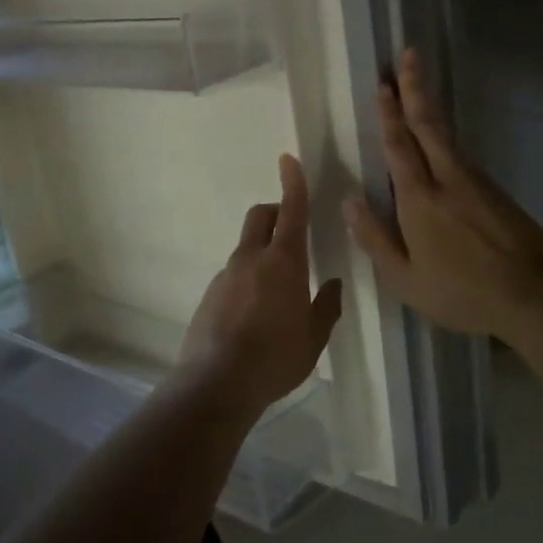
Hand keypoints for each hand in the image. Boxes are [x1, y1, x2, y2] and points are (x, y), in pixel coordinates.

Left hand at [179, 154, 343, 414]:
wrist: (216, 383)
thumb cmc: (275, 358)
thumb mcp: (313, 338)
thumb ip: (326, 307)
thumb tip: (333, 284)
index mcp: (283, 262)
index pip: (291, 211)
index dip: (293, 183)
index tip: (288, 159)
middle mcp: (251, 259)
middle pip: (260, 216)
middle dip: (275, 212)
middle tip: (292, 233)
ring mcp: (225, 276)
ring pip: (246, 247)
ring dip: (262, 252)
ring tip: (276, 293)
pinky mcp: (209, 295)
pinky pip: (233, 274)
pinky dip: (247, 279)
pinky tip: (253, 315)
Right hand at [344, 48, 542, 341]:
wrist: (533, 296)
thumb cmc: (461, 292)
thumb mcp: (405, 278)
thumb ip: (374, 238)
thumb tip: (349, 201)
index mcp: (418, 199)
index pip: (399, 145)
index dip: (389, 113)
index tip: (383, 83)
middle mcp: (447, 179)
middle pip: (428, 124)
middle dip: (415, 88)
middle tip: (409, 55)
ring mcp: (476, 182)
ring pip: (447, 136)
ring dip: (430, 108)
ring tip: (418, 87)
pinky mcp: (495, 191)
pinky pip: (461, 155)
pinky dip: (445, 137)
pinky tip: (439, 140)